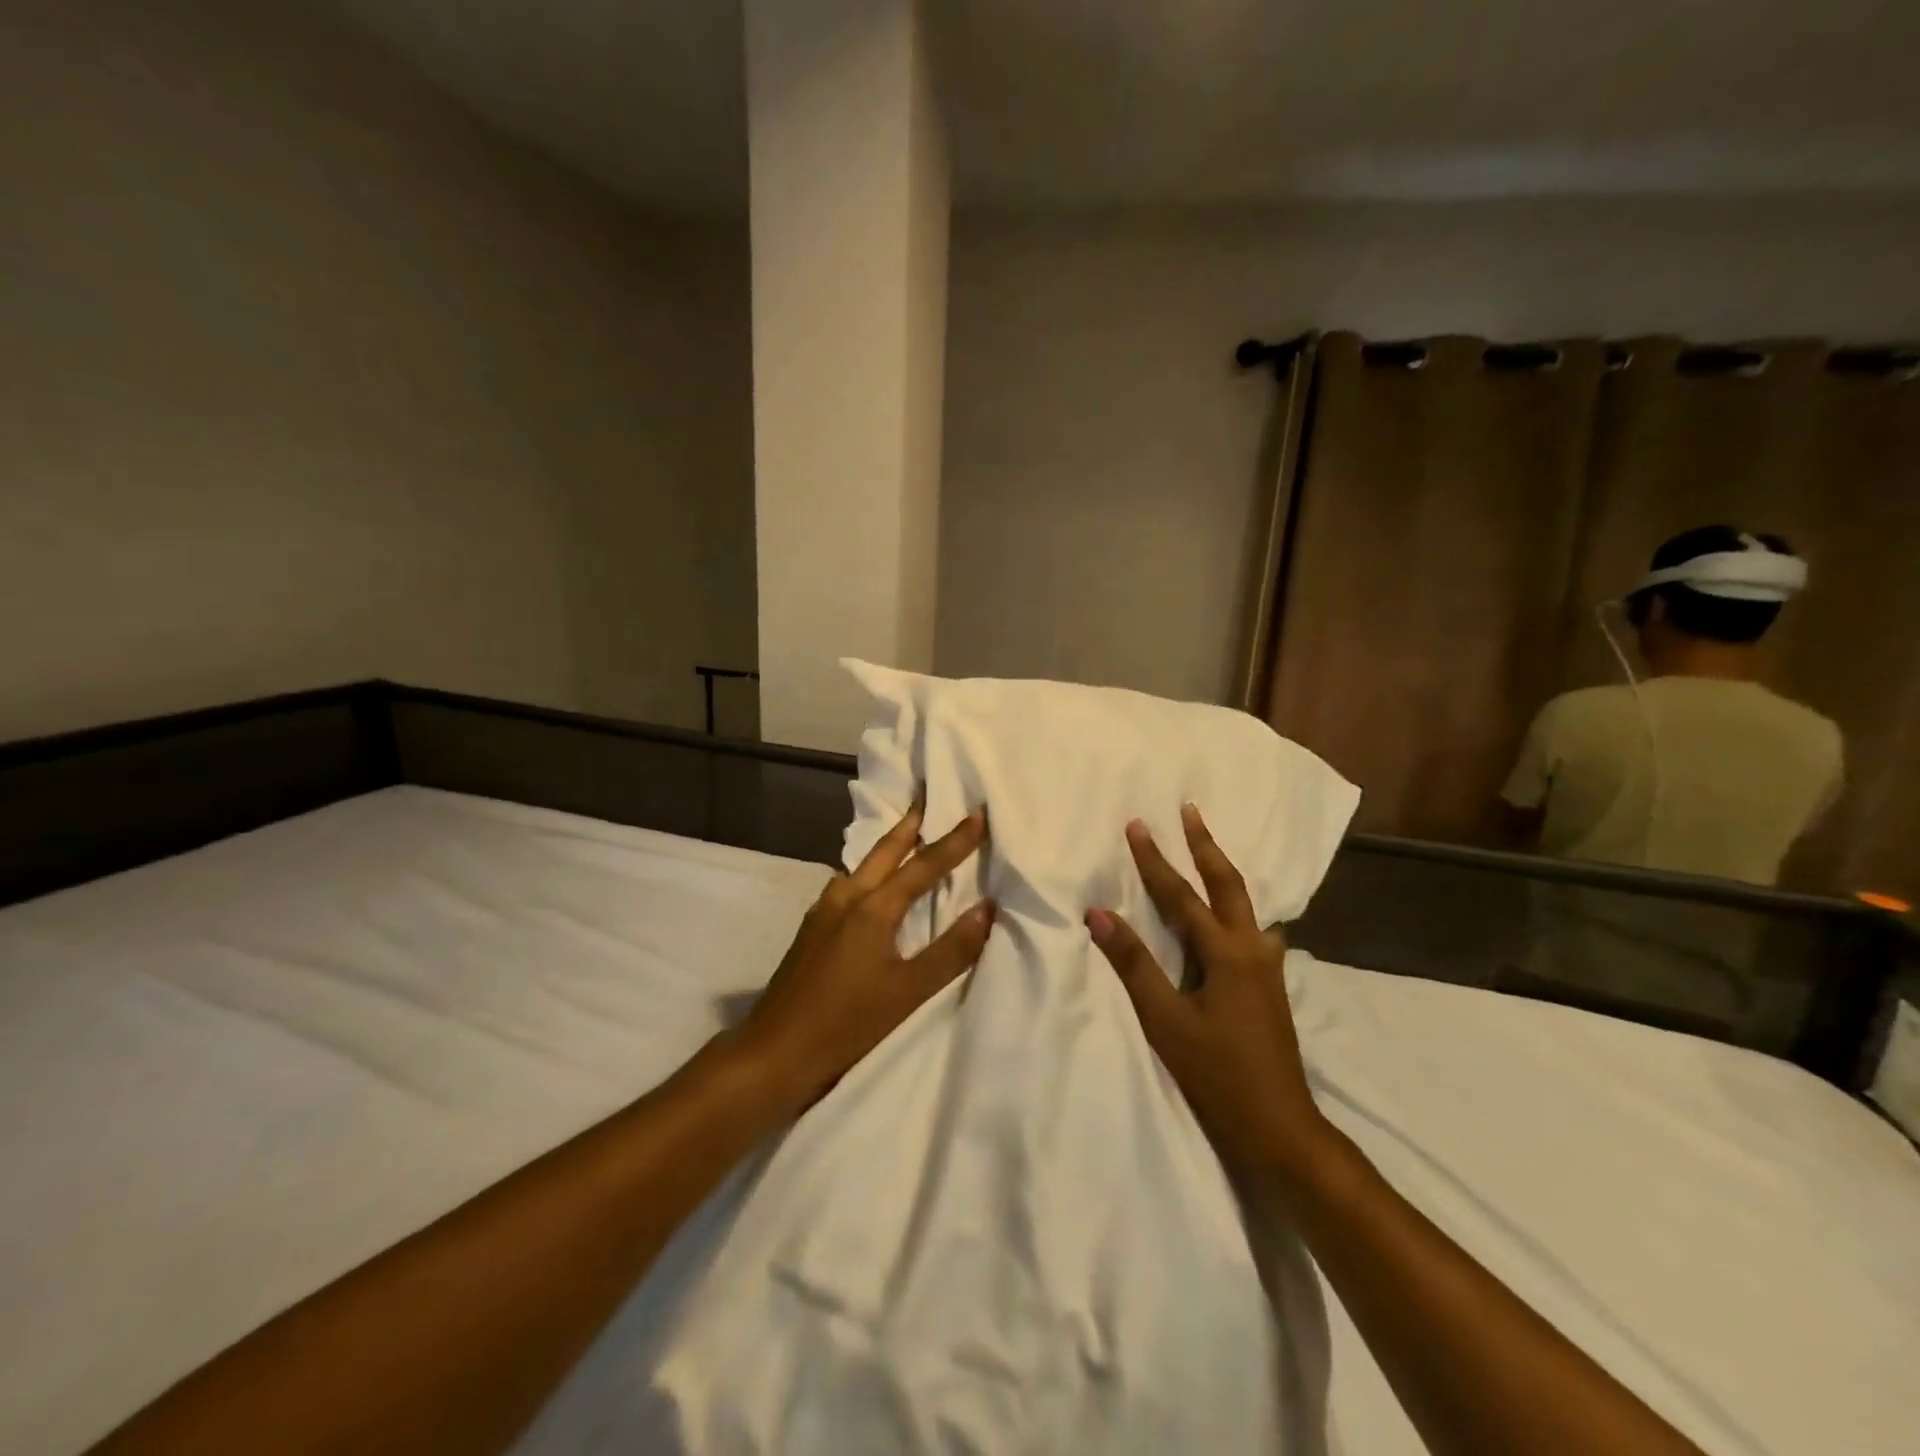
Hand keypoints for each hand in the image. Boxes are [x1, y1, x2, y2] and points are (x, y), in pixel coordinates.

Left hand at [735, 797, 993, 1113]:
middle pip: (884, 851)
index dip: (954, 841)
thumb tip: (987, 908)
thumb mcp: (908, 992)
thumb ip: (951, 950)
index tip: (977, 813)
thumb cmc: (847, 1023)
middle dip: (910, 825)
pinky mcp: (812, 928)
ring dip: (888, 848)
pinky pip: (848, 884)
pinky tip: (871, 885)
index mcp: (872, 908)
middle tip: (928, 800)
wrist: (774, 1051)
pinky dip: (869, 872)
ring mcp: (823, 911)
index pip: (923, 865)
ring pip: (862, 866)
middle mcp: (845, 897)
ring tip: (907, 837)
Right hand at [1086, 803, 1329, 1175]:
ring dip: (1223, 872)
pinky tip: (1235, 916)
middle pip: (1228, 884)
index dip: (1155, 860)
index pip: (1181, 895)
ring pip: (1246, 904)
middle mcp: (1252, 949)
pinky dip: (1237, 906)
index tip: (1137, 825)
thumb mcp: (1167, 1021)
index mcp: (1226, 953)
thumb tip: (1099, 914)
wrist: (1280, 1127)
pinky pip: (1252, 928)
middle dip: (1205, 845)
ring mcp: (1266, 968)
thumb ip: (1134, 964)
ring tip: (1209, 852)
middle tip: (1190, 811)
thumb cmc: (1218, 1074)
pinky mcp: (1269, 985)